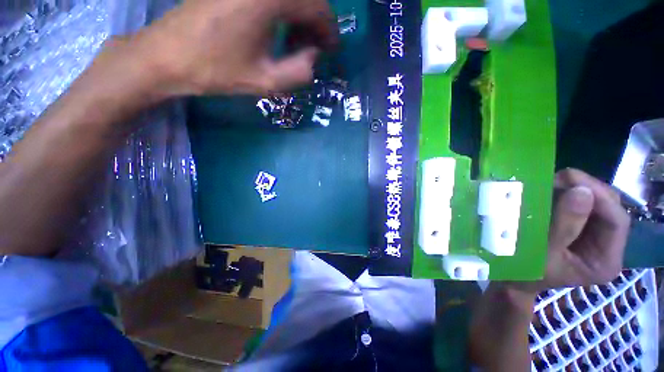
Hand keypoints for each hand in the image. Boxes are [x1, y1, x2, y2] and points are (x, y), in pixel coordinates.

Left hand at [128, 0, 336, 96]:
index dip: (329, 30)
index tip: (331, 50)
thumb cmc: (216, 70)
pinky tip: (275, 29)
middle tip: (313, 51)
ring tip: (294, 44)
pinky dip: (282, 10)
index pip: (317, 7)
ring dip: (299, 17)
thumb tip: (314, 57)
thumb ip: (300, 72)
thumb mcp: (265, 81)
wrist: (167, 56)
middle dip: (316, 24)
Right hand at [520, 169, 630, 292]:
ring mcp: (592, 235)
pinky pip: (579, 203)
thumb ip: (564, 226)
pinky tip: (550, 191)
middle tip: (557, 178)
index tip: (570, 179)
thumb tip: (582, 191)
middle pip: (609, 208)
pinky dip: (566, 193)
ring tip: (551, 183)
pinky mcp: (578, 227)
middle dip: (587, 189)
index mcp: (604, 260)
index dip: (599, 197)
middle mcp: (606, 245)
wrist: (513, 278)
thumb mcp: (543, 253)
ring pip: (595, 202)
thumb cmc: (525, 272)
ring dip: (575, 188)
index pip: (617, 221)